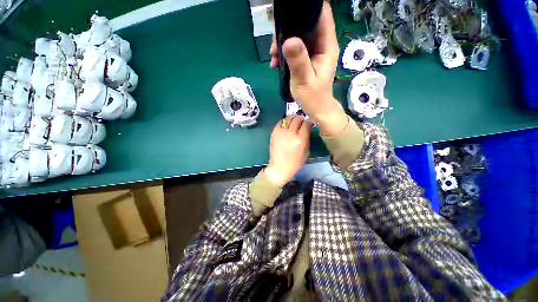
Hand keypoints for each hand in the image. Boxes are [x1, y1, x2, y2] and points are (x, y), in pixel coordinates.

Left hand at [264, 115, 311, 186]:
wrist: (279, 167)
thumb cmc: (295, 163)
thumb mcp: (306, 152)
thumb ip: (307, 139)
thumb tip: (307, 129)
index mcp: (300, 139)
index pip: (306, 124)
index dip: (309, 122)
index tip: (309, 123)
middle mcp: (291, 134)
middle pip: (297, 119)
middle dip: (301, 119)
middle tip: (302, 121)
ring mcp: (281, 132)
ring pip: (288, 118)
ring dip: (293, 118)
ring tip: (294, 121)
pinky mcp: (274, 133)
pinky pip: (280, 122)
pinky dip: (284, 121)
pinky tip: (286, 124)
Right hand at [270, 2, 347, 136]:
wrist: (317, 110)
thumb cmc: (313, 97)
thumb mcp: (304, 80)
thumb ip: (298, 61)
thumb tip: (288, 40)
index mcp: (326, 45)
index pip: (321, 15)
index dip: (307, 8)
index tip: (288, 12)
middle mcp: (321, 44)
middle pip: (306, 24)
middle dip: (288, 29)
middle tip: (274, 44)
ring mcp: (313, 52)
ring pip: (298, 36)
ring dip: (283, 42)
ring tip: (273, 56)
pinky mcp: (306, 59)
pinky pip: (294, 48)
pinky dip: (284, 52)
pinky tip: (276, 63)